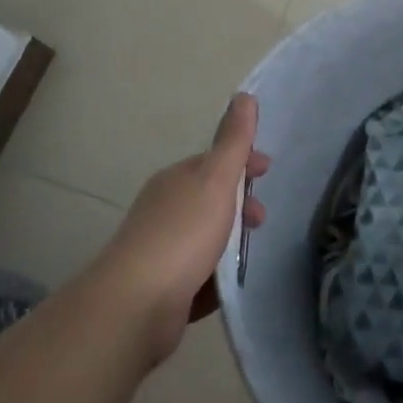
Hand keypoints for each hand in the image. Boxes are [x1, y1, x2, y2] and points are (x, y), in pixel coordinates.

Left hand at [92, 93, 269, 365]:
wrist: (134, 307)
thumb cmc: (182, 234)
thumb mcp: (215, 179)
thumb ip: (233, 140)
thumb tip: (244, 95)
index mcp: (176, 179)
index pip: (215, 160)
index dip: (243, 160)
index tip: (268, 170)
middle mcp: (165, 209)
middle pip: (211, 199)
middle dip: (240, 203)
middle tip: (261, 220)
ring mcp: (159, 250)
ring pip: (205, 237)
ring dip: (230, 241)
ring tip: (250, 254)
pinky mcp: (160, 290)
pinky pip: (197, 275)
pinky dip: (215, 276)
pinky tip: (228, 286)